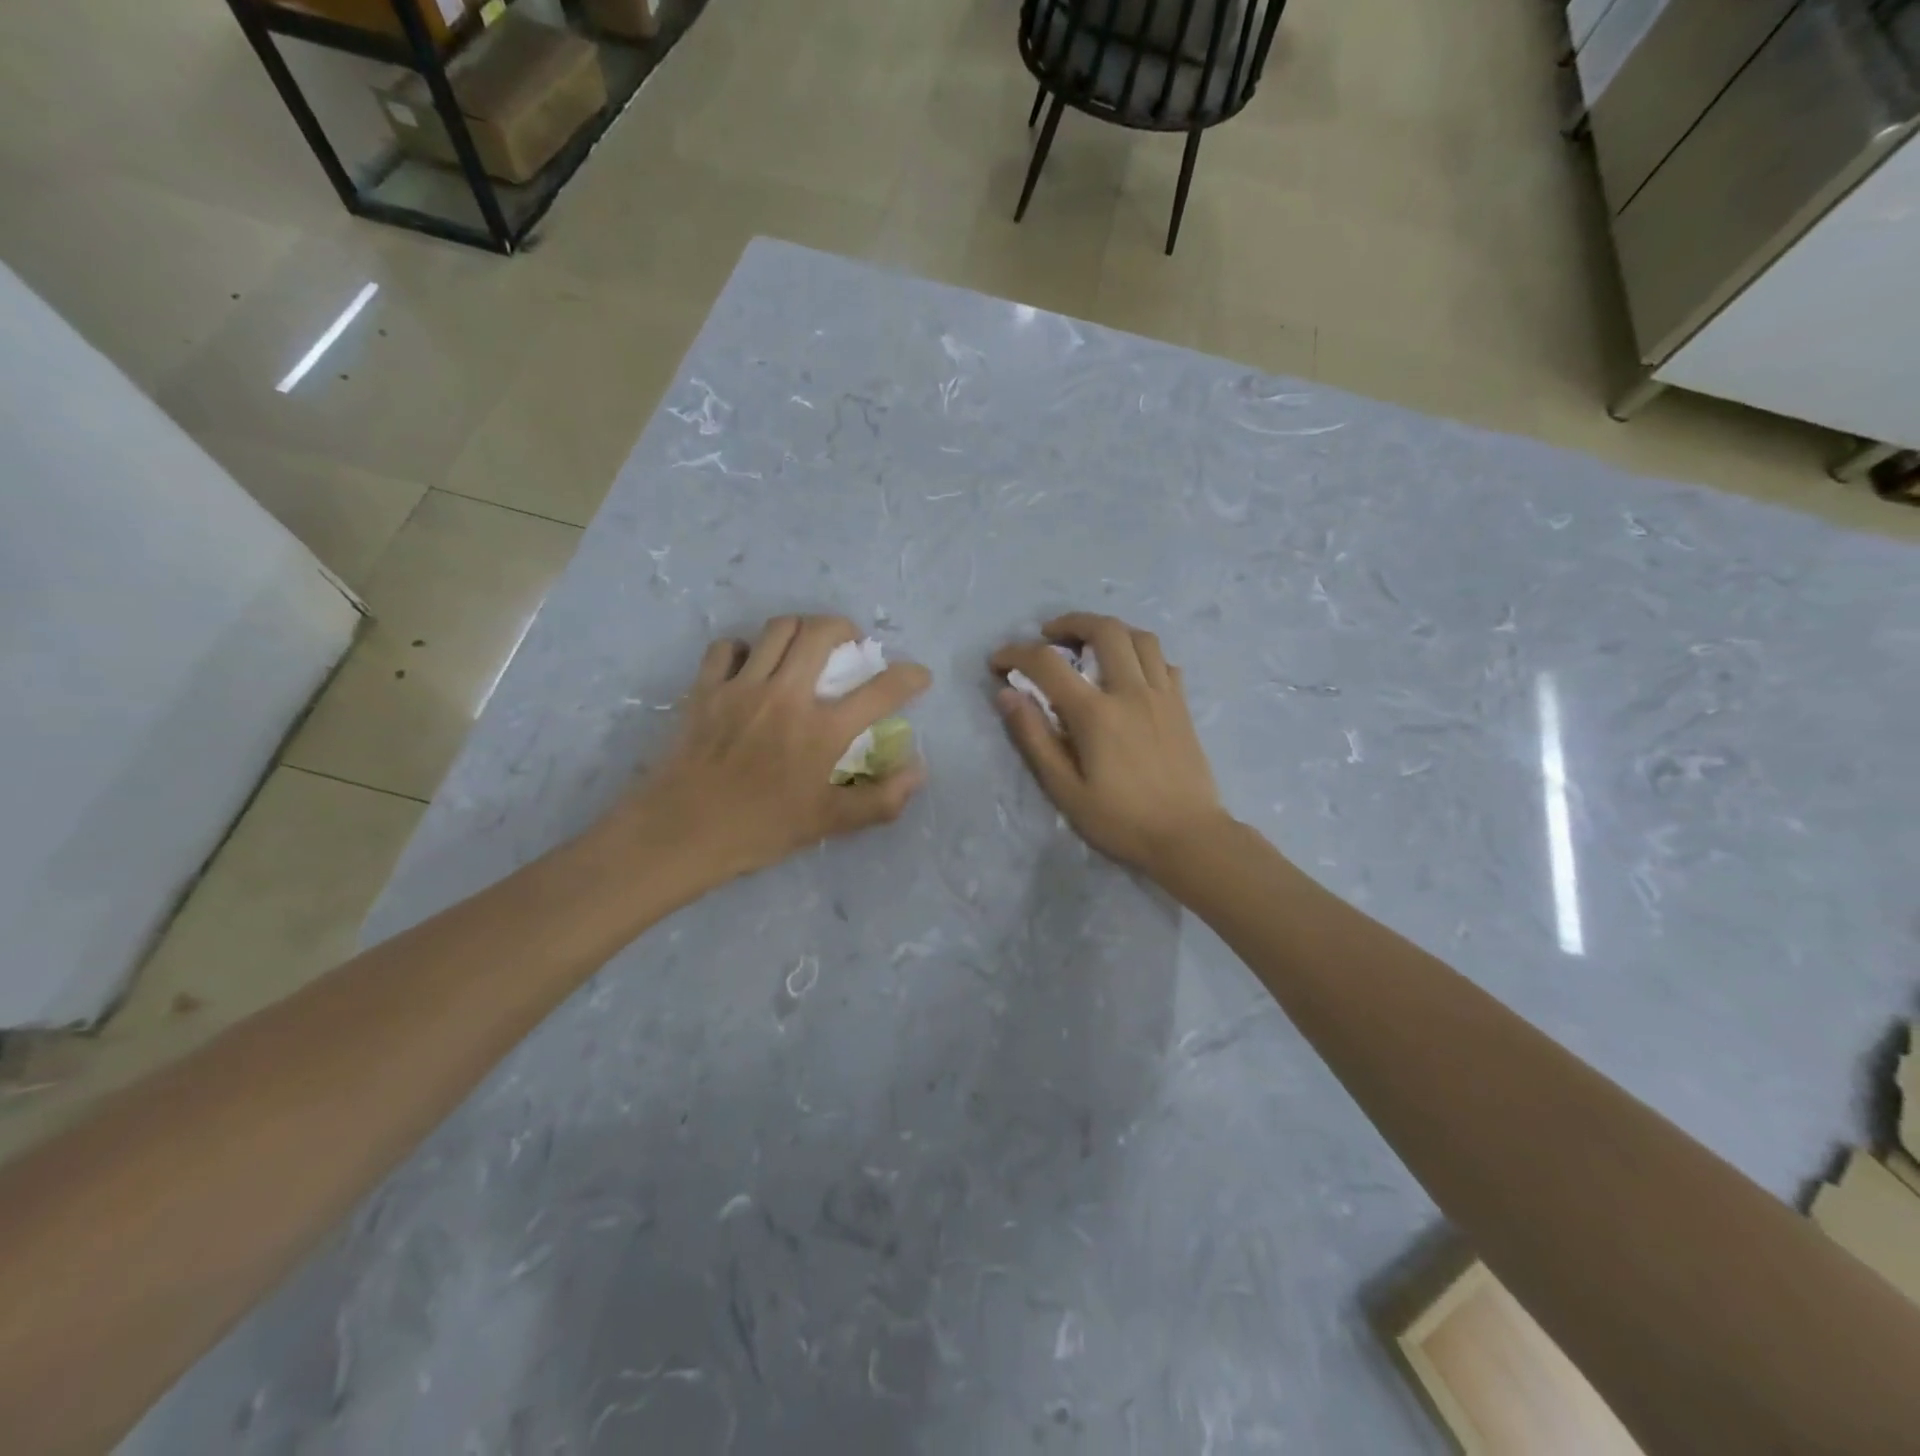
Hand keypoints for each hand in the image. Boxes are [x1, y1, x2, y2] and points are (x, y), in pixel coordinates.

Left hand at [617, 616, 929, 886]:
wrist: (680, 832)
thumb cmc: (759, 830)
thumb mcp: (828, 823)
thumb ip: (880, 799)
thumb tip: (918, 772)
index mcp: (822, 731)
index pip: (880, 691)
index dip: (909, 677)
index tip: (918, 676)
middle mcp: (786, 696)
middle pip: (821, 632)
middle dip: (846, 628)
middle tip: (851, 645)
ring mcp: (742, 687)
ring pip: (777, 629)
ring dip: (800, 629)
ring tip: (805, 646)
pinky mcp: (706, 688)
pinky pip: (727, 647)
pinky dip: (745, 649)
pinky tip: (750, 666)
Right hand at [991, 613, 1225, 878]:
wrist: (1189, 837)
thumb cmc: (1121, 820)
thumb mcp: (1065, 789)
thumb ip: (1035, 738)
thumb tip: (1007, 695)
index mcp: (1096, 713)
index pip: (1048, 663)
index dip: (1016, 654)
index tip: (998, 662)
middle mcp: (1131, 691)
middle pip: (1104, 630)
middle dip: (1070, 622)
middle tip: (1050, 636)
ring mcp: (1163, 695)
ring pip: (1140, 637)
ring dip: (1110, 630)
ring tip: (1091, 644)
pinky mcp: (1182, 707)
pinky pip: (1164, 662)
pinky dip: (1142, 655)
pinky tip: (1130, 672)